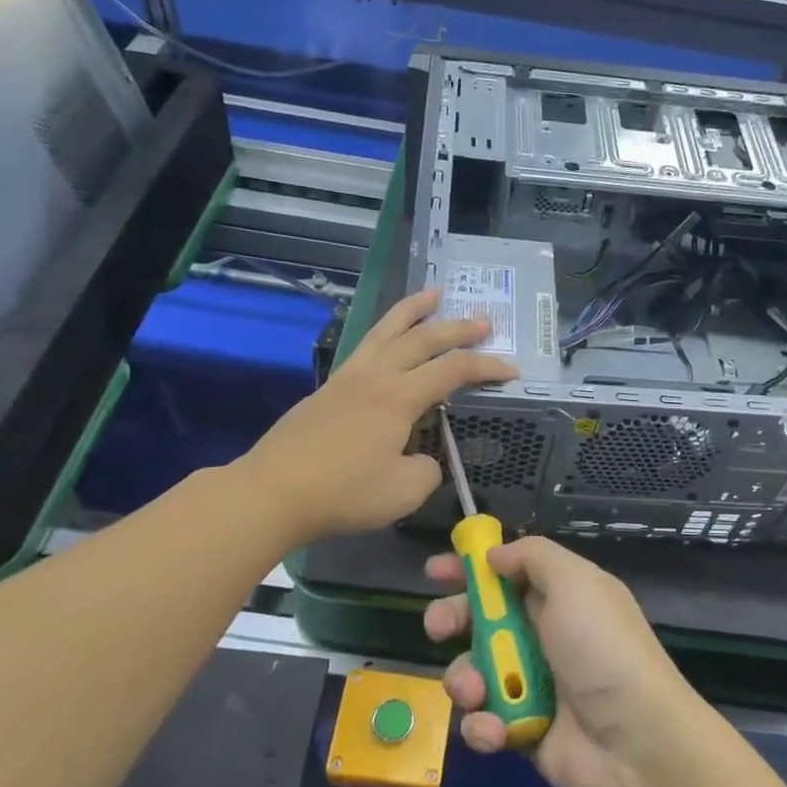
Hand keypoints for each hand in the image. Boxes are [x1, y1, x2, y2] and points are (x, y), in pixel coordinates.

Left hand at [237, 289, 516, 543]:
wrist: (274, 491)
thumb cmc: (344, 492)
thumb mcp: (404, 491)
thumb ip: (427, 470)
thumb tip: (423, 458)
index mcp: (399, 397)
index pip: (454, 371)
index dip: (487, 367)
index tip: (512, 370)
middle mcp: (376, 376)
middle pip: (423, 339)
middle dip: (457, 329)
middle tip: (484, 322)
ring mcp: (348, 377)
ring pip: (387, 330)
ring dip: (414, 310)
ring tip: (434, 293)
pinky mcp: (329, 387)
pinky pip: (366, 344)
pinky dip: (385, 331)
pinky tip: (387, 337)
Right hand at [424, 537, 700, 786]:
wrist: (635, 742)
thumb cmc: (601, 648)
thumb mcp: (575, 581)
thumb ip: (532, 556)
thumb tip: (494, 556)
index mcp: (558, 596)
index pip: (506, 573)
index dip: (470, 568)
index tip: (435, 571)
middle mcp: (542, 635)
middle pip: (480, 619)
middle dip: (452, 618)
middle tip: (437, 627)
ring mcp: (530, 684)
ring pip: (473, 670)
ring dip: (465, 678)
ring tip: (475, 690)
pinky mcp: (521, 730)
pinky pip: (484, 720)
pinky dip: (483, 725)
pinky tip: (497, 730)